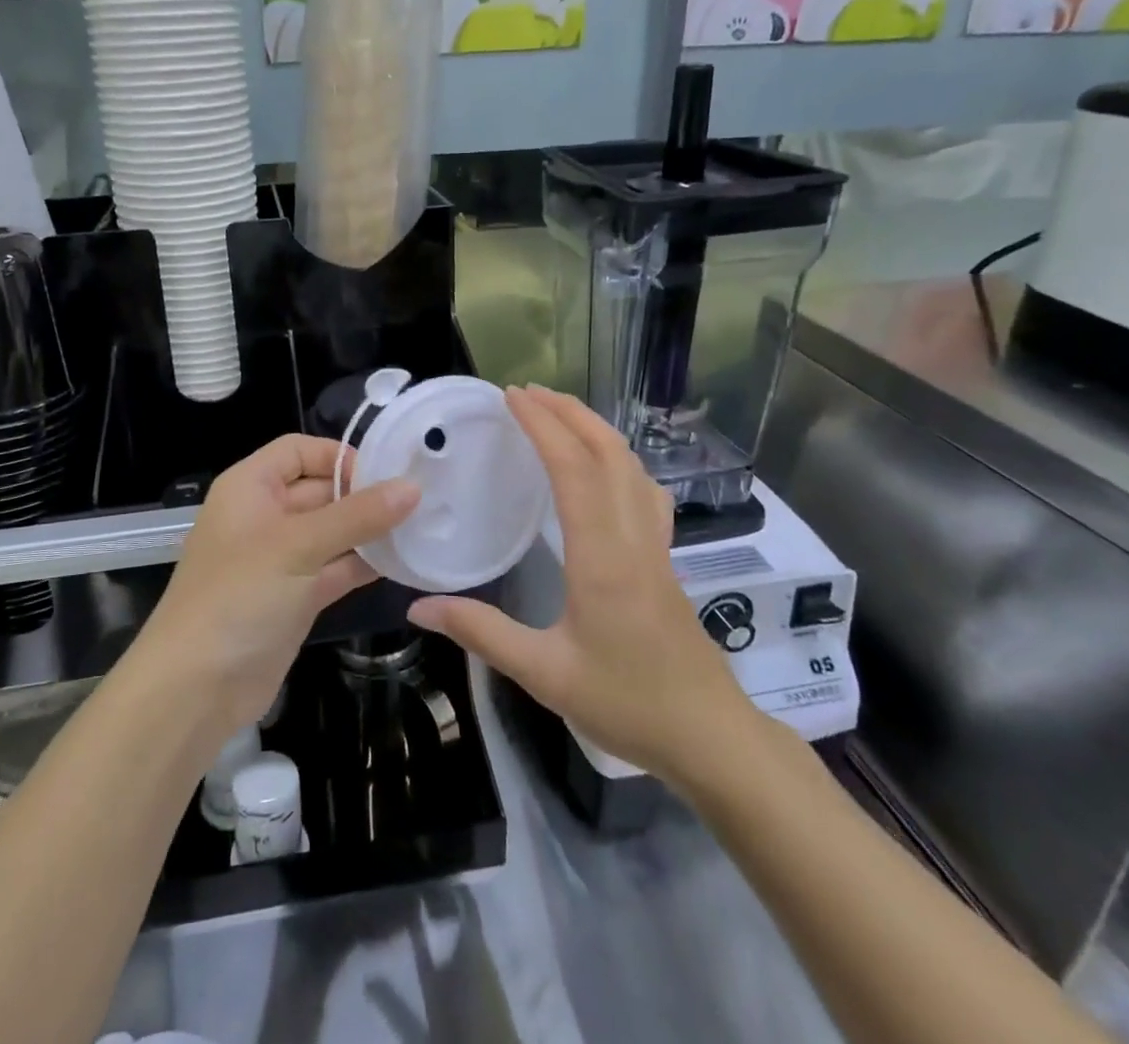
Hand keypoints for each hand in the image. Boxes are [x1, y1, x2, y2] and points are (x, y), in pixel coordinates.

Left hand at [138, 433, 419, 742]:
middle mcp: (264, 515)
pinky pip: (335, 568)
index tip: (385, 474)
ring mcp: (280, 559)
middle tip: (420, 501)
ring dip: (370, 532)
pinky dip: (363, 565)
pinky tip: (403, 562)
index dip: (339, 456)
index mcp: (250, 487)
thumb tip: (412, 487)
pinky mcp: (295, 597)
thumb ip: (358, 515)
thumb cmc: (240, 596)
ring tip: (421, 528)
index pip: (299, 451)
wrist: (195, 689)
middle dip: (365, 495)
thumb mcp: (299, 546)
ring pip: (332, 532)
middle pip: (320, 489)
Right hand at [409, 386, 759, 781]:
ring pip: (631, 466)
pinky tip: (604, 467)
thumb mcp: (545, 673)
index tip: (511, 397)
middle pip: (608, 452)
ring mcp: (656, 544)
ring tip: (559, 414)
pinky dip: (618, 458)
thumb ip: (482, 632)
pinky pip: (643, 489)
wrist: (710, 736)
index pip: (574, 469)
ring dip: (595, 429)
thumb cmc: (627, 703)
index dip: (543, 426)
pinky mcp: (666, 557)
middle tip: (527, 392)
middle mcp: (633, 537)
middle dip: (568, 413)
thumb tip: (418, 607)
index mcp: (602, 557)